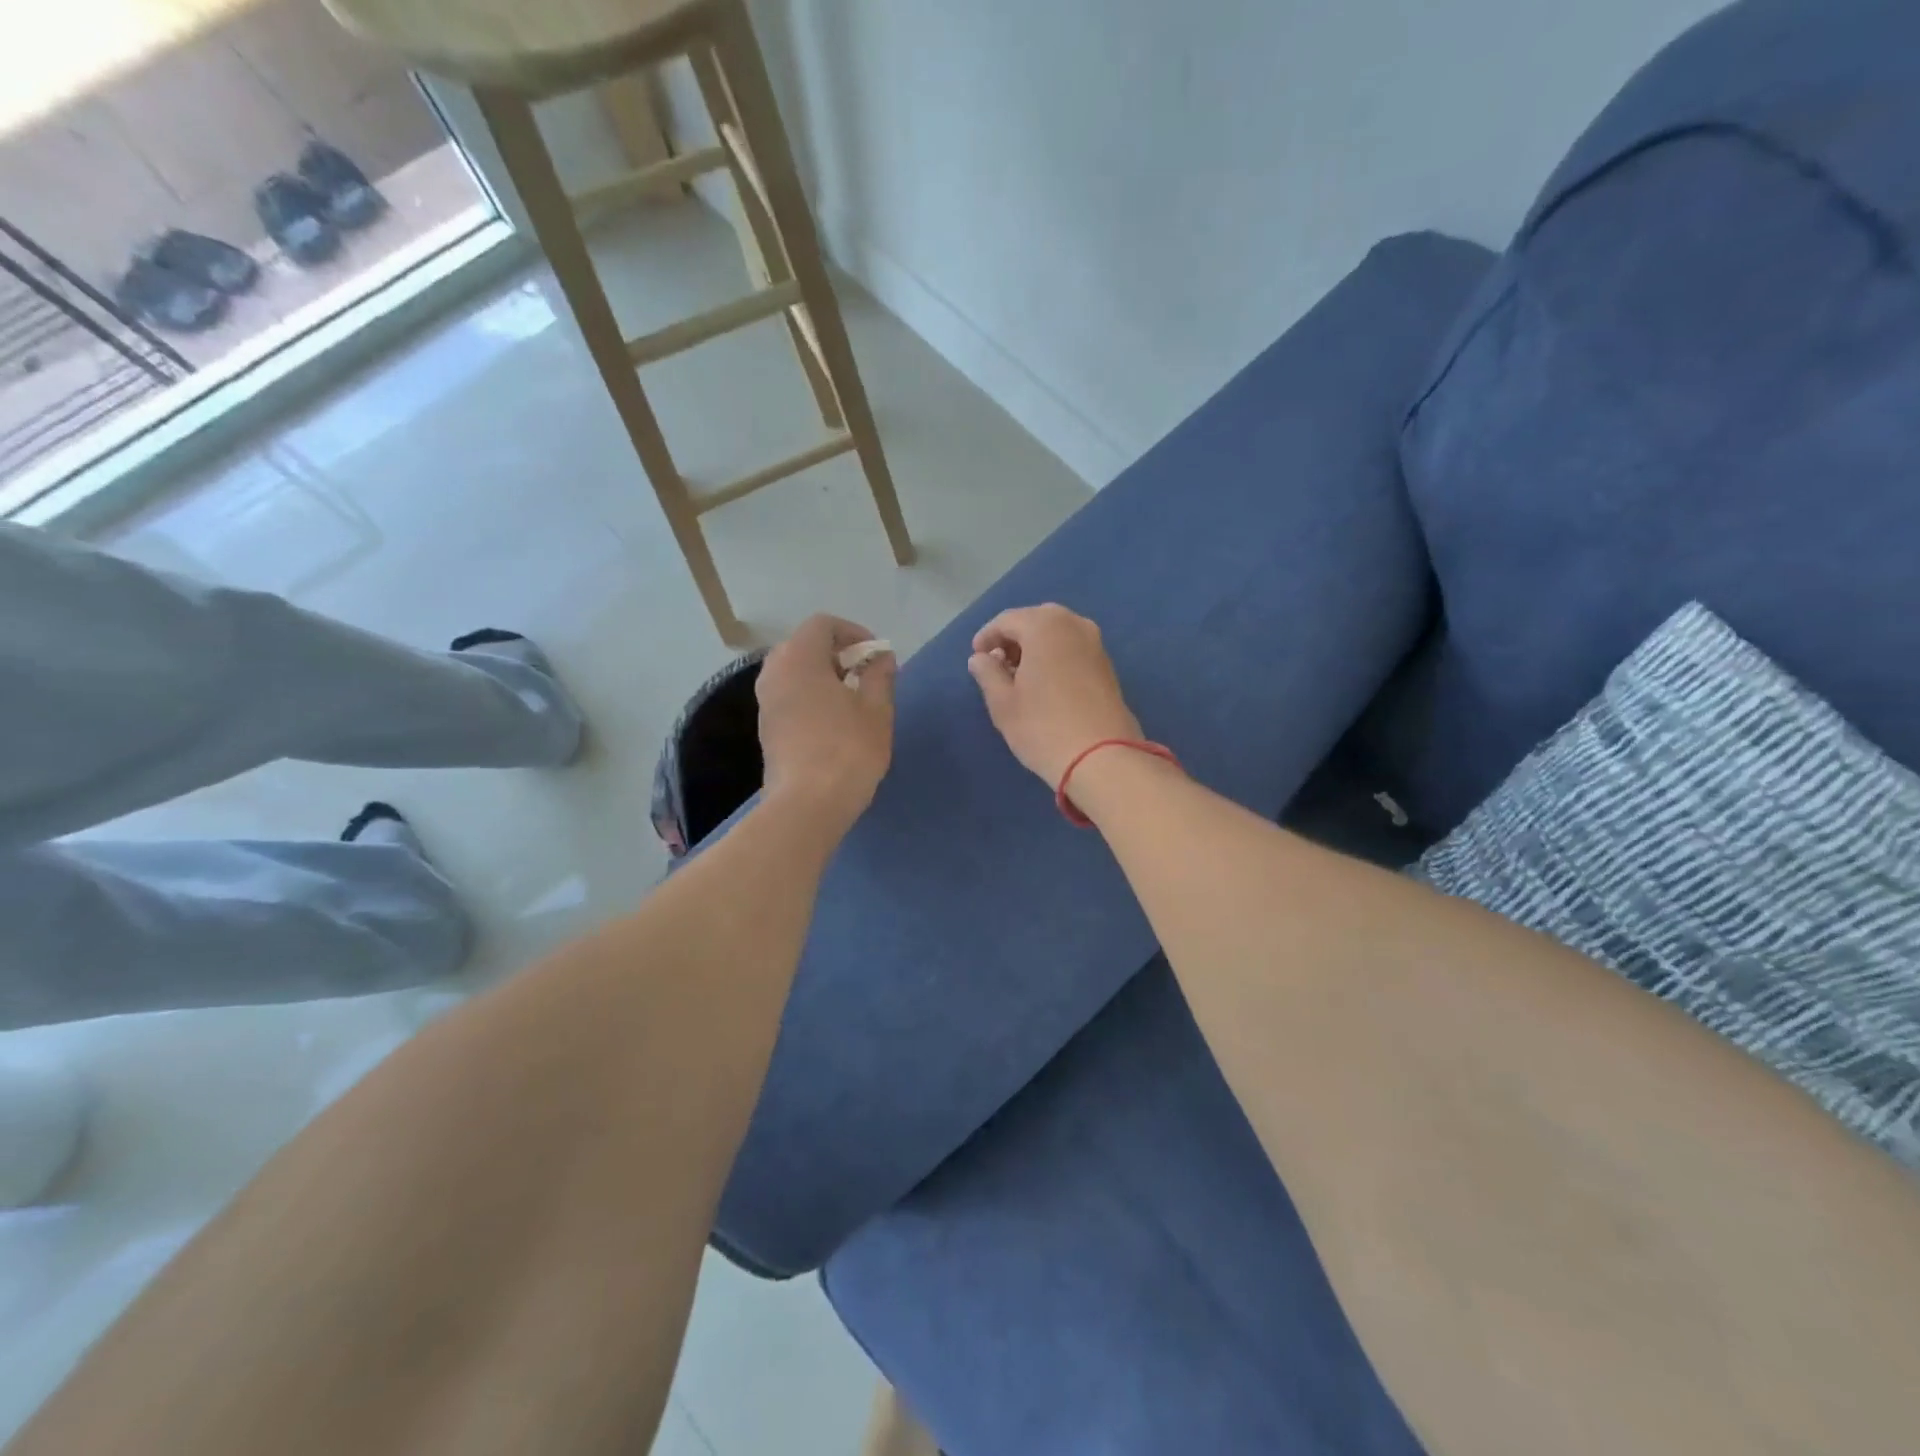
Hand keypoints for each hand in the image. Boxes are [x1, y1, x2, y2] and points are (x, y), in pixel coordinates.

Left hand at [756, 614, 896, 836]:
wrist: (807, 804)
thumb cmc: (848, 750)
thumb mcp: (877, 710)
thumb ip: (880, 675)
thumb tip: (881, 658)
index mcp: (799, 659)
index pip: (822, 625)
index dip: (852, 632)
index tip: (876, 655)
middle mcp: (774, 673)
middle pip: (804, 646)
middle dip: (837, 653)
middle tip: (865, 674)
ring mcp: (765, 702)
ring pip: (794, 673)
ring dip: (823, 676)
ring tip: (853, 700)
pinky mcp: (766, 729)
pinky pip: (789, 696)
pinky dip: (810, 696)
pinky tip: (834, 722)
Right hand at [967, 604, 1142, 786]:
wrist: (1102, 758)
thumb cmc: (1043, 727)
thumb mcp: (1002, 702)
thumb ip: (987, 672)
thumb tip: (980, 658)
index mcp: (1044, 625)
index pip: (1006, 620)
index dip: (986, 637)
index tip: (976, 658)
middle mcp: (1074, 624)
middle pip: (1034, 621)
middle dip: (1013, 640)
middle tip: (997, 666)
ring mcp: (1095, 643)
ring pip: (1056, 634)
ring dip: (1034, 648)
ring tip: (1019, 678)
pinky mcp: (1107, 664)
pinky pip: (1072, 649)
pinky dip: (1054, 657)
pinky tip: (1044, 684)